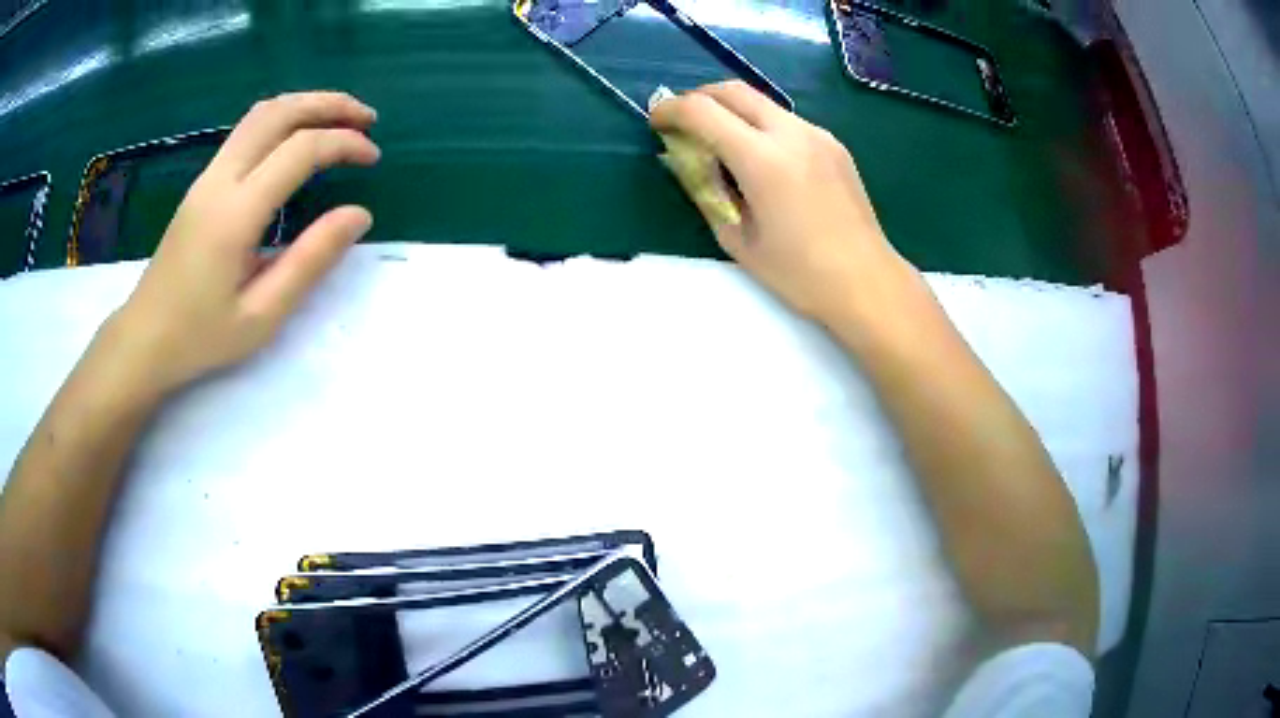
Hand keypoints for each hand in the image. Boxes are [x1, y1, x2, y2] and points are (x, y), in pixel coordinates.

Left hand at [110, 91, 380, 394]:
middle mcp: (220, 180)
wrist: (144, 339)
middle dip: (329, 105)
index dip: (344, 144)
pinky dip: (282, 120)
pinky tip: (298, 138)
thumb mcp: (262, 315)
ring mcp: (207, 177)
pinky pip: (246, 132)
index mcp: (236, 214)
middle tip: (367, 118)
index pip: (300, 150)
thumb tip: (358, 215)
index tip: (373, 158)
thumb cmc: (201, 336)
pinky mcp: (202, 184)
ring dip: (305, 105)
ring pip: (260, 114)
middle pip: (279, 113)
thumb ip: (311, 260)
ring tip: (339, 118)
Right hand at [650, 81, 914, 321]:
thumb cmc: (799, 274)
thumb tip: (686, 161)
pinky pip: (786, 120)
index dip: (669, 110)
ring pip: (762, 102)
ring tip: (721, 143)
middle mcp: (791, 133)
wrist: (866, 282)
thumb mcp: (737, 239)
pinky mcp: (834, 144)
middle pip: (733, 90)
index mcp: (763, 159)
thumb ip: (706, 191)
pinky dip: (761, 126)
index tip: (655, 123)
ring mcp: (818, 135)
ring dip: (732, 110)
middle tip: (683, 124)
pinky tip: (761, 159)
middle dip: (698, 98)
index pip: (702, 111)